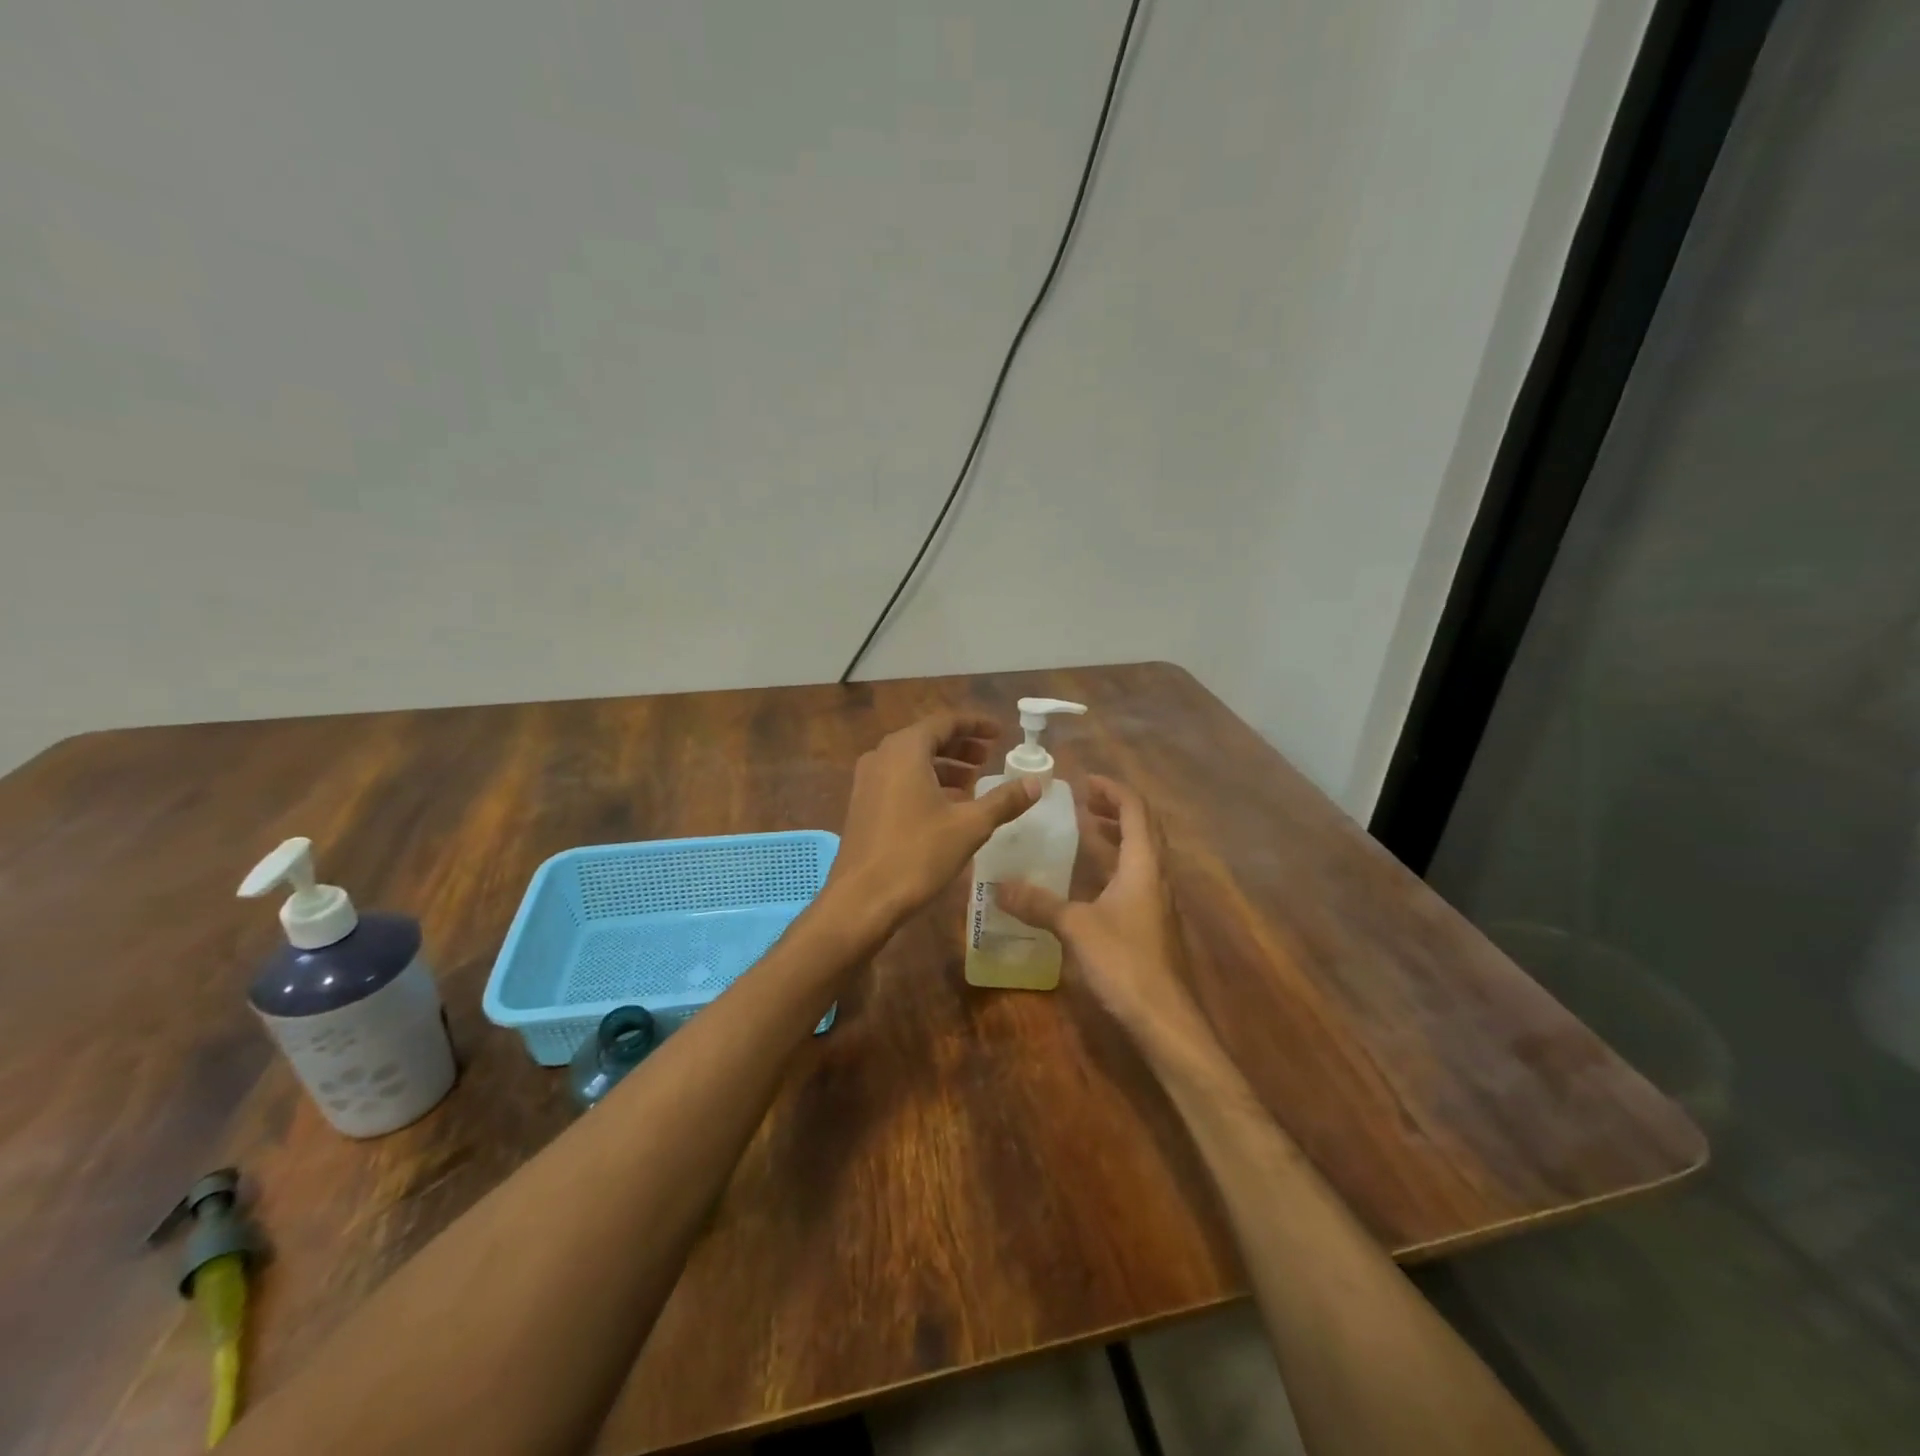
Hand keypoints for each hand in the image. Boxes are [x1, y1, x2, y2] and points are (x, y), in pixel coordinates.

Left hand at [832, 711, 1039, 930]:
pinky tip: (946, 807)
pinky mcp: (862, 805)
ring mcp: (867, 781)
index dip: (976, 725)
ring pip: (912, 761)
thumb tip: (1035, 783)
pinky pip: (898, 780)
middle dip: (960, 746)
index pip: (945, 722)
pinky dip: (925, 783)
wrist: (861, 899)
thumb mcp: (969, 826)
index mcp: (905, 750)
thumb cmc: (917, 854)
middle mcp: (881, 756)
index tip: (1000, 733)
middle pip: (927, 739)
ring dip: (944, 766)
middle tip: (989, 757)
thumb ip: (1004, 800)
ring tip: (973, 782)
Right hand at [996, 778, 1205, 1045]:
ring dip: (1119, 834)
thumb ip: (1039, 903)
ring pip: (1143, 852)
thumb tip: (997, 886)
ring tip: (1087, 828)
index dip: (1112, 790)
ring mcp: (1159, 900)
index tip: (1084, 781)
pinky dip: (1117, 862)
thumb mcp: (1076, 927)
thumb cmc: (1125, 962)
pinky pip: (1138, 876)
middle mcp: (1158, 875)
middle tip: (1084, 800)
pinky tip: (1092, 878)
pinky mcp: (1155, 922)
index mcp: (1144, 864)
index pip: (1135, 810)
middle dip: (1116, 808)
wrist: (1166, 1020)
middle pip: (1144, 827)